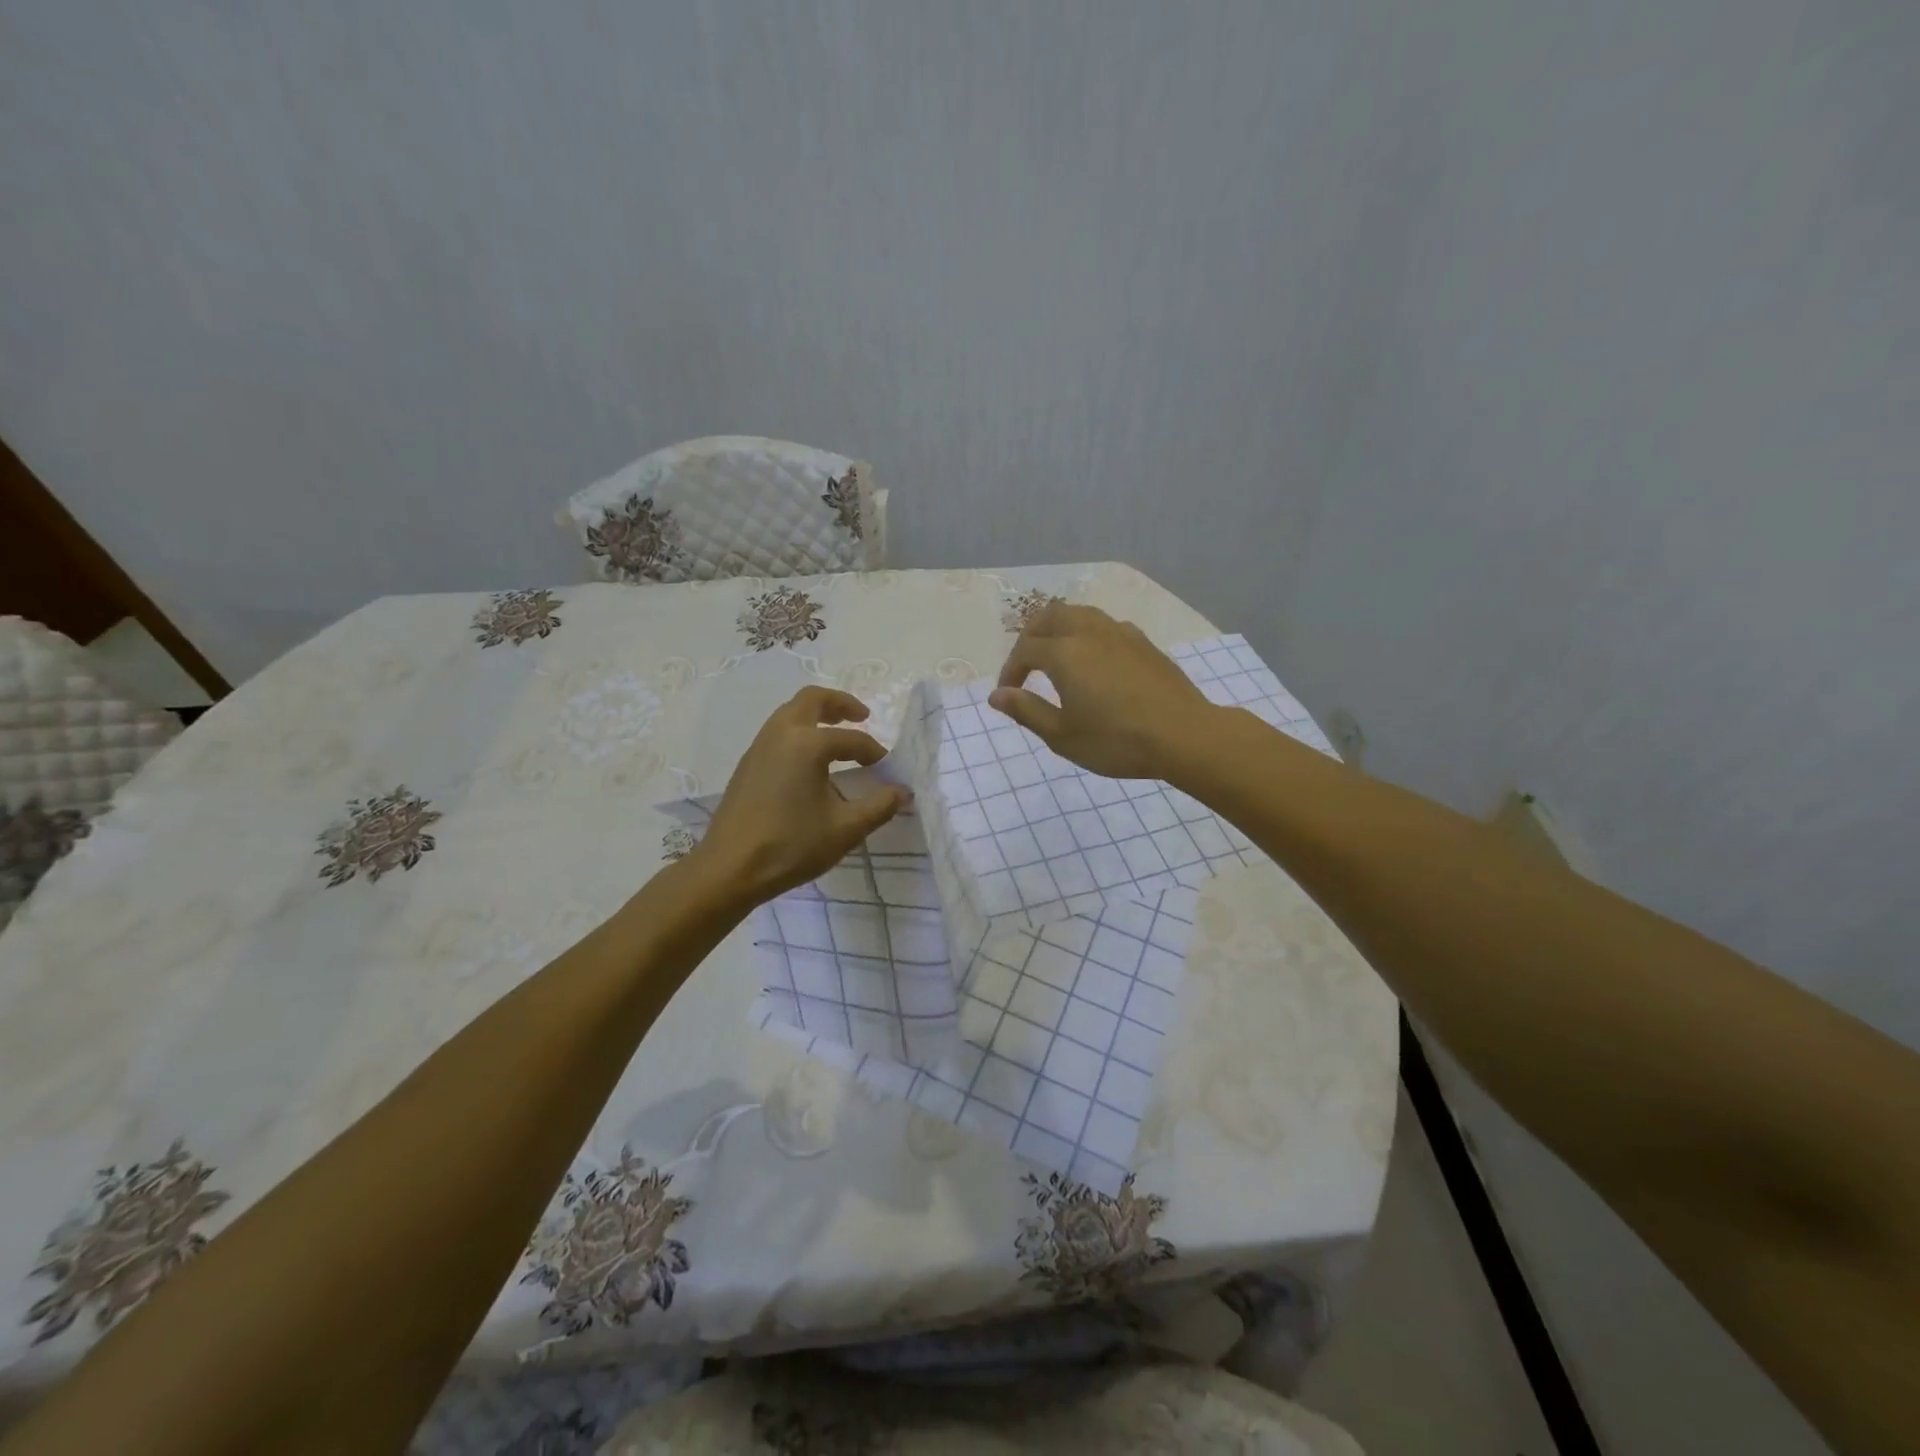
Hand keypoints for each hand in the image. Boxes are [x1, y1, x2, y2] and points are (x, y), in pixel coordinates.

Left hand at [688, 687, 909, 906]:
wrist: (729, 869)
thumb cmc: (791, 845)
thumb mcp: (846, 829)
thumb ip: (879, 806)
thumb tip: (903, 792)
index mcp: (806, 743)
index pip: (851, 739)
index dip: (873, 751)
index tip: (887, 768)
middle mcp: (780, 734)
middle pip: (811, 700)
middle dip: (840, 704)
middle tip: (861, 717)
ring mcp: (759, 747)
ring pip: (790, 714)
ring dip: (816, 717)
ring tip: (837, 737)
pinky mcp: (747, 765)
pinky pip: (777, 733)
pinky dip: (799, 733)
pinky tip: (810, 763)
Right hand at [990, 603, 1215, 778]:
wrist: (1184, 736)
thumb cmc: (1116, 740)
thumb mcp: (1062, 735)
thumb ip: (1026, 711)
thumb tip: (997, 695)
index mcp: (1064, 653)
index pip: (1025, 649)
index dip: (1011, 669)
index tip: (1009, 693)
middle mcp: (1089, 632)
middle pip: (1050, 616)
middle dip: (1031, 636)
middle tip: (1026, 664)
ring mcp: (1121, 633)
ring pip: (1080, 613)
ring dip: (1060, 629)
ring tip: (1057, 656)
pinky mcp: (1144, 643)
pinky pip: (1106, 625)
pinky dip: (1088, 634)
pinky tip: (1095, 661)